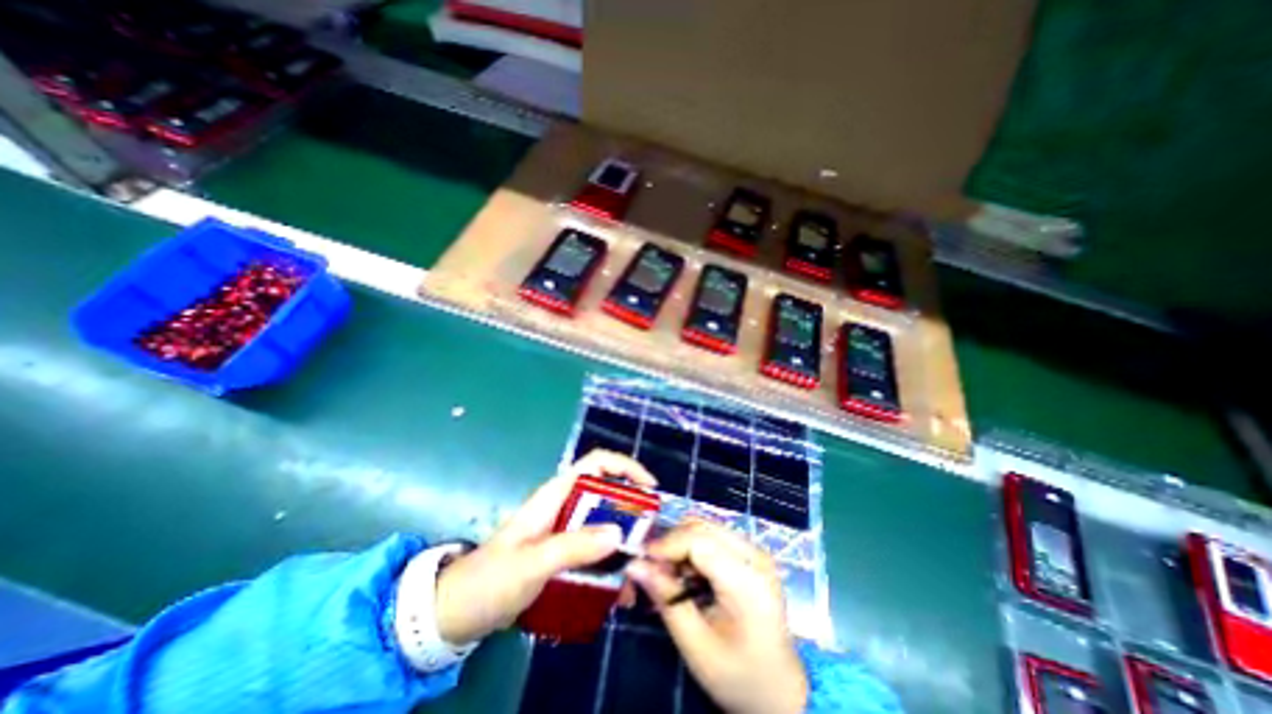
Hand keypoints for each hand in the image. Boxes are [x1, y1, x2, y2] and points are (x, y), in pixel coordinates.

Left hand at [436, 453, 653, 645]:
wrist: (457, 611)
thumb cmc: (490, 579)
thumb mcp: (532, 563)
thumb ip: (573, 547)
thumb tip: (618, 533)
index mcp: (556, 495)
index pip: (596, 463)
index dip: (625, 467)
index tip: (650, 489)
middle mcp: (564, 506)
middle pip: (607, 494)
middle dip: (632, 510)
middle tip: (652, 536)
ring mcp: (565, 530)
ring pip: (604, 524)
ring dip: (624, 542)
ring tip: (642, 568)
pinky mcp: (563, 553)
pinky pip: (595, 551)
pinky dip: (611, 565)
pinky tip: (621, 591)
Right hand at [626, 519, 804, 713]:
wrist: (783, 691)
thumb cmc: (740, 676)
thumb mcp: (697, 646)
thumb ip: (667, 599)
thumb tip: (634, 565)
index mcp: (748, 580)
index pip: (698, 541)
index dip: (666, 545)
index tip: (642, 561)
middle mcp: (755, 555)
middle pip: (701, 527)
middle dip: (671, 543)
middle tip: (653, 570)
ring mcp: (755, 552)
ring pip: (705, 527)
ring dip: (681, 544)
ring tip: (671, 576)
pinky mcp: (751, 554)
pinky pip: (713, 536)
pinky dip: (693, 548)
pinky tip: (689, 576)